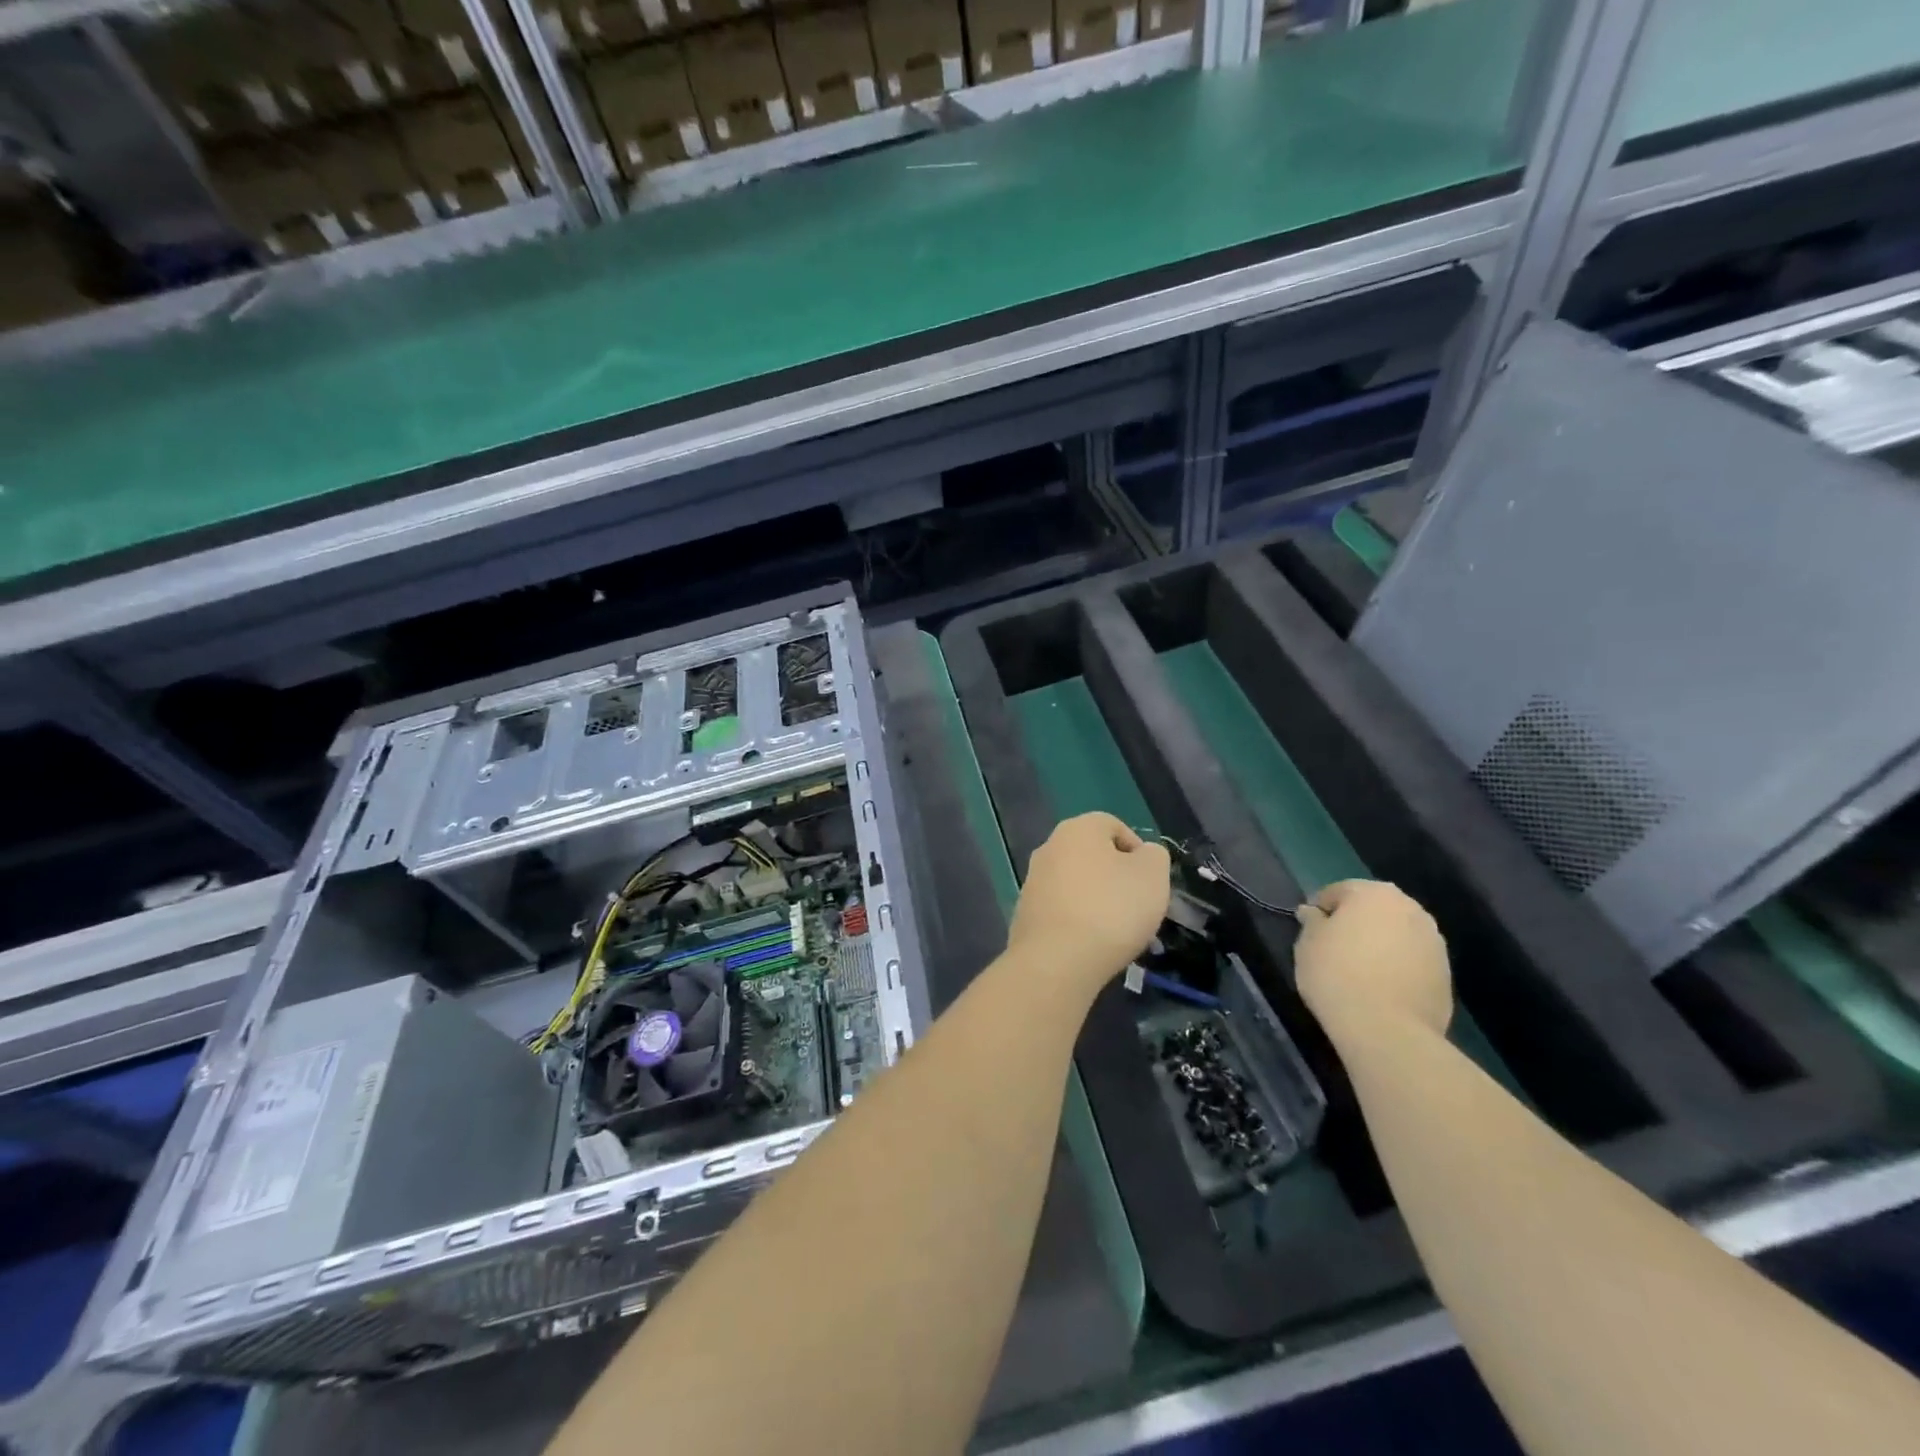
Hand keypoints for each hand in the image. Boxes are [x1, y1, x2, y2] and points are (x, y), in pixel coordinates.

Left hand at [1009, 813, 1170, 986]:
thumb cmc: (1111, 908)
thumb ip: (1154, 856)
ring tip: (1117, 932)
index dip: (1138, 851)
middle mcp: (1049, 847)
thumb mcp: (1153, 875)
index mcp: (1077, 829)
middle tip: (1137, 907)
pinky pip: (1061, 910)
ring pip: (1076, 884)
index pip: (1113, 826)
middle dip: (1116, 878)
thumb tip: (1143, 854)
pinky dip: (1078, 922)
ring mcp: (1033, 881)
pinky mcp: (1025, 914)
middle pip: (1093, 856)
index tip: (1150, 882)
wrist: (1057, 960)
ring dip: (1097, 901)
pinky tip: (1091, 945)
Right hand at [1294, 880, 1451, 1037]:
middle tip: (1334, 949)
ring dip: (1380, 944)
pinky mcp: (1446, 973)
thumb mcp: (1307, 944)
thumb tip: (1313, 913)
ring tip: (1360, 971)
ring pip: (1397, 934)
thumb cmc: (1337, 975)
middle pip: (1374, 909)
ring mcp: (1434, 941)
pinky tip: (1382, 988)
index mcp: (1373, 893)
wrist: (1387, 1029)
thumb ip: (1312, 922)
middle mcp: (1410, 908)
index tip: (1309, 932)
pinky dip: (1398, 966)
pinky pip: (1413, 960)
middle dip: (1355, 923)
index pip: (1338, 891)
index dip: (1320, 910)